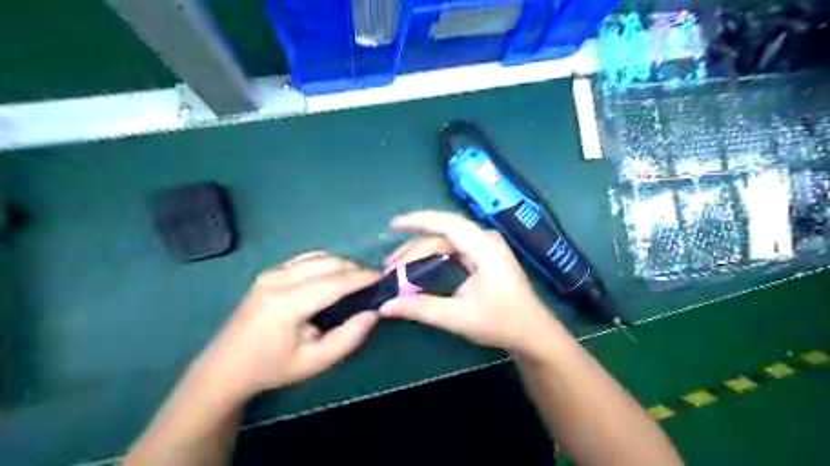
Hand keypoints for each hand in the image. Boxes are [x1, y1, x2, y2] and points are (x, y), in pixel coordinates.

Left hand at [199, 251, 382, 399]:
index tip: (384, 278)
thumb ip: (348, 337)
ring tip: (355, 281)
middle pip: (328, 263)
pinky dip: (324, 264)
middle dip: (354, 269)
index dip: (362, 277)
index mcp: (288, 303)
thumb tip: (373, 313)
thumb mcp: (315, 362)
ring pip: (317, 258)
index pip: (335, 282)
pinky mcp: (268, 273)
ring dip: (341, 265)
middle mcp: (278, 280)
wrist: (225, 367)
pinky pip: (305, 260)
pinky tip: (332, 278)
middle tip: (371, 283)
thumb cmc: (272, 368)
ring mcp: (271, 273)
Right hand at [380, 209, 564, 352]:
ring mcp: (485, 247)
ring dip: (421, 252)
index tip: (393, 224)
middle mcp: (484, 240)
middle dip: (413, 248)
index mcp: (484, 247)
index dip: (418, 220)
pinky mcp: (483, 256)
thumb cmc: (501, 322)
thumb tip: (385, 306)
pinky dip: (432, 256)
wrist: (532, 333)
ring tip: (397, 269)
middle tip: (389, 268)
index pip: (447, 223)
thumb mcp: (458, 317)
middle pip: (442, 234)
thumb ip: (421, 308)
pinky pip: (452, 248)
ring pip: (445, 241)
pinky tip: (417, 266)